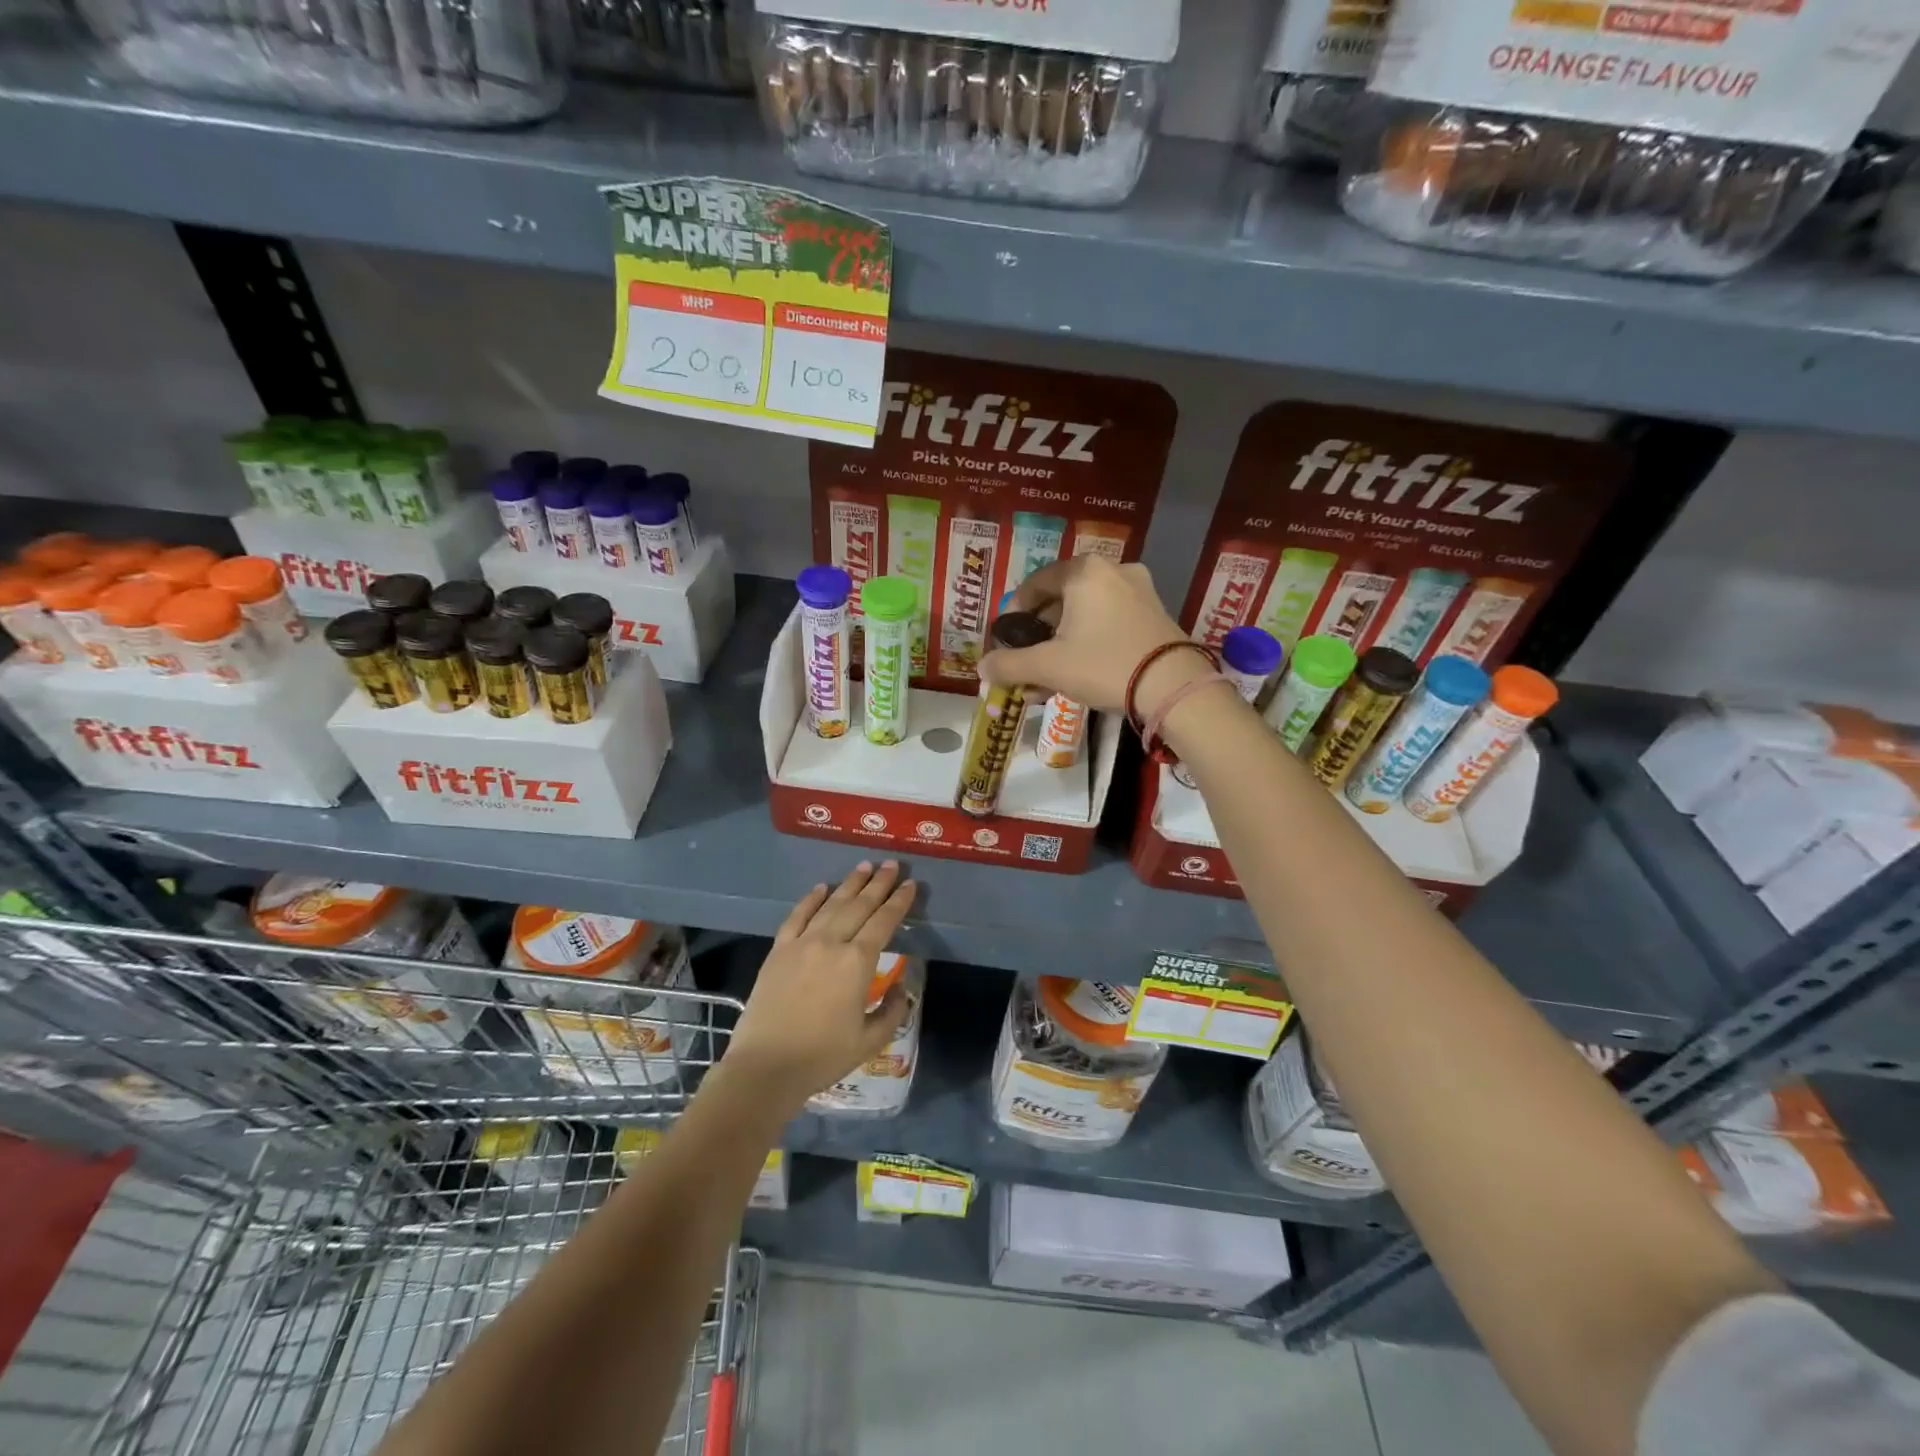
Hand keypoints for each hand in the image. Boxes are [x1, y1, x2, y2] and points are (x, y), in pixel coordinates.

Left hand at [726, 862, 917, 1109]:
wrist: (765, 1067)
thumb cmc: (822, 1057)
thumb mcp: (869, 1040)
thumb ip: (892, 1011)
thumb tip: (901, 988)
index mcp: (858, 963)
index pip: (884, 922)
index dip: (899, 902)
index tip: (911, 885)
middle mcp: (831, 943)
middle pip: (860, 905)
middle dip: (878, 883)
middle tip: (891, 864)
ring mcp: (802, 943)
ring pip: (831, 904)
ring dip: (849, 884)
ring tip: (864, 866)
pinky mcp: (778, 950)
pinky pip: (797, 916)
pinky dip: (811, 899)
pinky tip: (821, 887)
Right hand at [978, 555, 1204, 716]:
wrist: (1174, 688)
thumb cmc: (1104, 665)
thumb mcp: (1049, 667)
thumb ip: (1010, 665)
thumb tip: (983, 668)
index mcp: (1084, 571)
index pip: (1036, 584)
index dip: (1016, 612)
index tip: (1008, 638)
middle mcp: (1113, 571)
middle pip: (1062, 600)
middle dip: (1041, 635)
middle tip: (1028, 662)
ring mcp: (1139, 591)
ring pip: (1086, 615)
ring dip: (1063, 644)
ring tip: (1049, 679)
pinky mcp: (1156, 614)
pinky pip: (1110, 623)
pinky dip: (1090, 643)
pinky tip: (1080, 674)